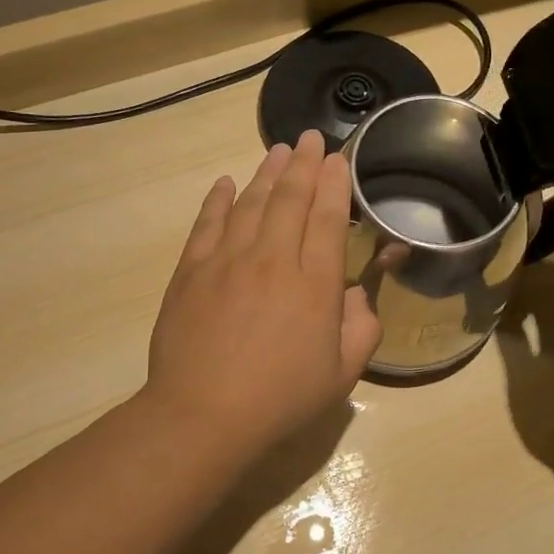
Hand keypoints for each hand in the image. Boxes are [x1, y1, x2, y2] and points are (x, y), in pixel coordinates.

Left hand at [143, 129, 380, 460]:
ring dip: (266, 173)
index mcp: (313, 284)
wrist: (203, 415)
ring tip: (278, 150)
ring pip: (250, 202)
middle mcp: (272, 259)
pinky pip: (207, 223)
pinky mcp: (191, 271)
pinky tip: (225, 183)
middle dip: (304, 164)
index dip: (335, 184)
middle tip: (312, 138)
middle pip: (290, 199)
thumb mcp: (342, 374)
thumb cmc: (280, 398)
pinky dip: (218, 199)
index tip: (338, 159)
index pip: (327, 219)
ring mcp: (227, 261)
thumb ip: (362, 328)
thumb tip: (358, 295)